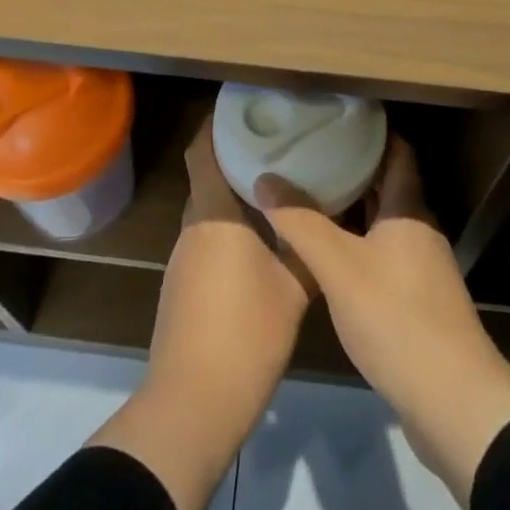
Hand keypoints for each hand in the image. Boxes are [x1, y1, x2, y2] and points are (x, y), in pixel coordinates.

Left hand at [90, 113, 311, 509]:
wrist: (194, 403)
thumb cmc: (246, 334)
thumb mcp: (293, 288)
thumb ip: (306, 246)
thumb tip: (326, 218)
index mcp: (214, 215)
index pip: (202, 151)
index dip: (216, 123)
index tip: (244, 106)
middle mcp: (193, 227)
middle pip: (207, 176)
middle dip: (234, 155)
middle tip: (275, 142)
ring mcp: (184, 259)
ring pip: (209, 209)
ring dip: (234, 193)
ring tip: (275, 184)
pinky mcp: (184, 286)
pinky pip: (208, 237)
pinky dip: (230, 225)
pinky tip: (260, 236)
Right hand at [255, 134, 509, 505]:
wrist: (453, 402)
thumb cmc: (397, 319)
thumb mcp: (339, 267)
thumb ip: (301, 222)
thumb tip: (265, 178)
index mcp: (409, 209)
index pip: (396, 150)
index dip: (369, 130)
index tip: (333, 116)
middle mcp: (419, 229)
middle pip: (387, 184)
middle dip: (351, 166)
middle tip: (309, 151)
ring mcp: (422, 266)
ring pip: (383, 220)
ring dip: (352, 206)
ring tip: (310, 192)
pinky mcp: (418, 299)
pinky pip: (383, 252)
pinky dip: (357, 241)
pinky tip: (328, 252)